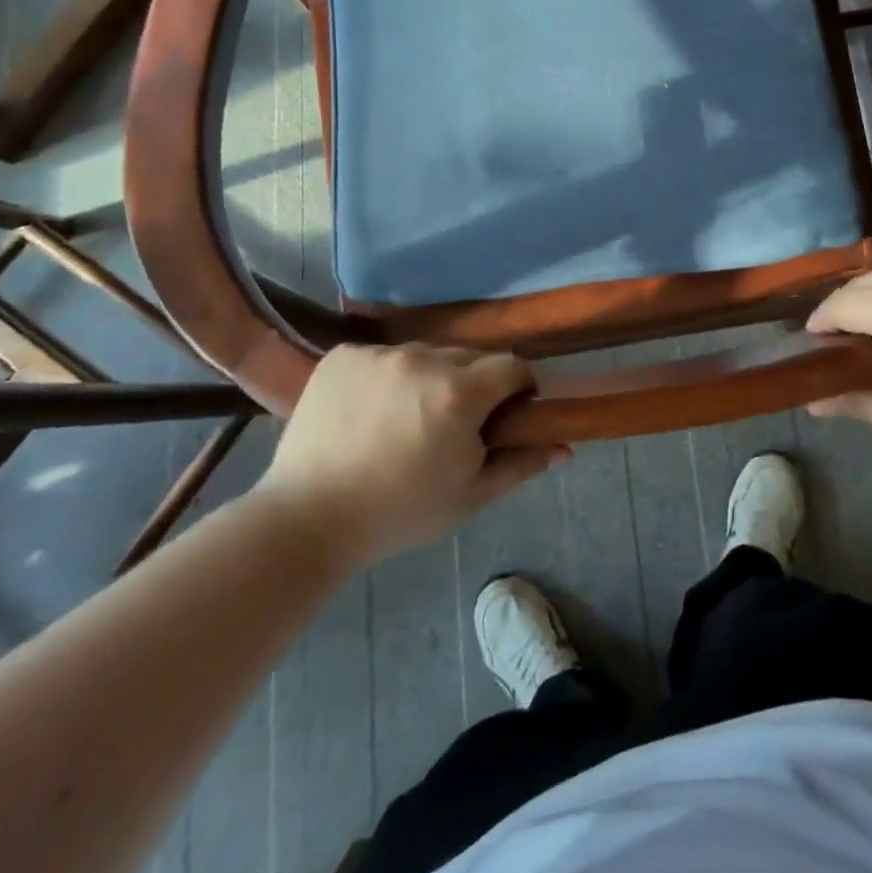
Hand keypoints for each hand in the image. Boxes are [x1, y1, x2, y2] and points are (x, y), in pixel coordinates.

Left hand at [252, 344, 566, 565]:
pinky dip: (387, 376)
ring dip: (430, 378)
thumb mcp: (469, 496)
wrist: (307, 519)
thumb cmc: (398, 513)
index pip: (512, 366)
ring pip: (426, 355)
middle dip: (474, 384)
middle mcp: (423, 359)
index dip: (518, 388)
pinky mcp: (344, 354)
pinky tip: (371, 411)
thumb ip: (520, 463)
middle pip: (469, 357)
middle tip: (454, 424)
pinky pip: (384, 356)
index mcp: (460, 393)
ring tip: (406, 419)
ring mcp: (380, 353)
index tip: (508, 413)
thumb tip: (564, 447)